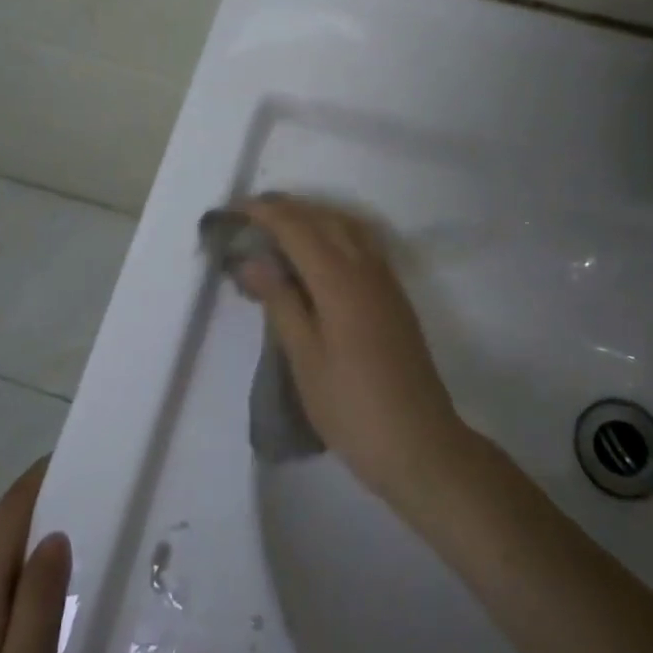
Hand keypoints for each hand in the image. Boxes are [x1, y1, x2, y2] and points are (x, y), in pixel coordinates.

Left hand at [0, 459, 70, 652]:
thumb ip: (40, 603)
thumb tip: (56, 536)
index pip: (9, 512)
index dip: (38, 479)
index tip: (72, 456)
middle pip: (3, 533)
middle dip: (43, 511)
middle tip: (92, 506)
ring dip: (30, 548)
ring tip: (76, 554)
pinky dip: (16, 578)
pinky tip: (38, 606)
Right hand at [235, 196, 469, 507]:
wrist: (419, 444)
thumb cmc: (351, 406)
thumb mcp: (304, 358)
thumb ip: (280, 302)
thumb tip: (251, 261)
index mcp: (339, 280)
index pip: (296, 228)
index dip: (264, 213)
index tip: (233, 211)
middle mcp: (366, 268)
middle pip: (324, 219)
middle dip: (287, 209)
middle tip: (251, 215)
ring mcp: (386, 281)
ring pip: (348, 227)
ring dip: (314, 217)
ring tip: (281, 227)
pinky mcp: (394, 297)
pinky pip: (362, 244)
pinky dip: (335, 233)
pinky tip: (319, 254)